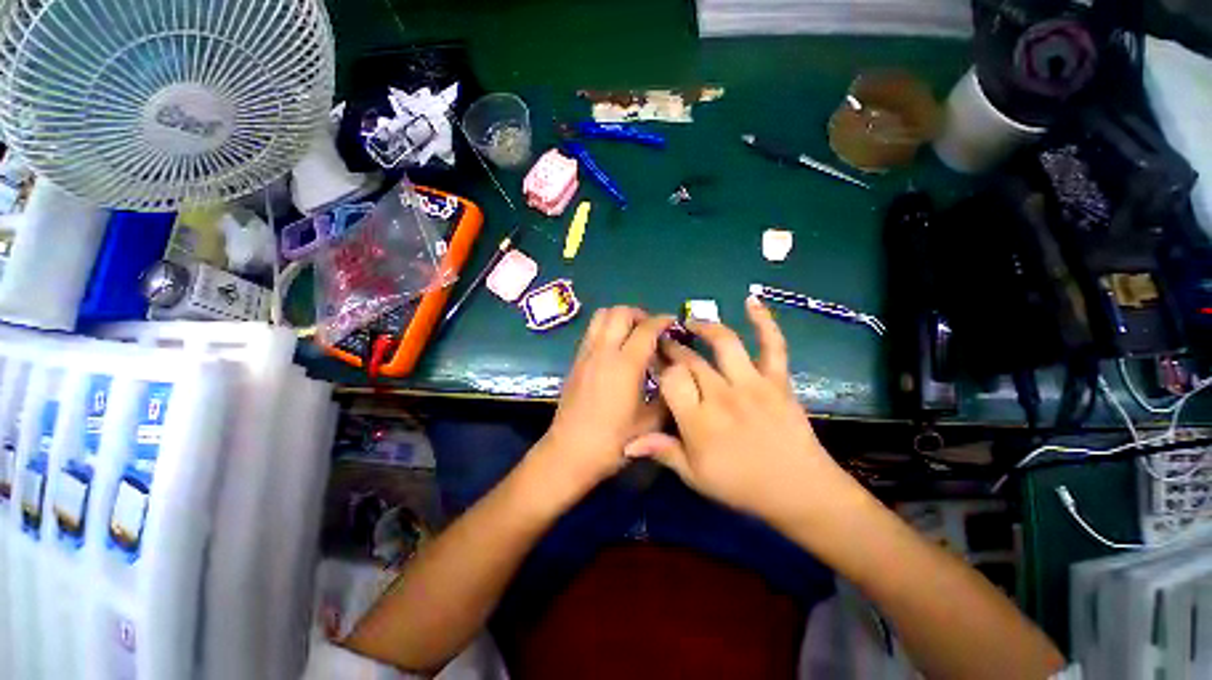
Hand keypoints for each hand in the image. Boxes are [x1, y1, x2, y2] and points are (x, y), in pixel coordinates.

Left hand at [535, 307, 674, 498]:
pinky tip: (615, 348)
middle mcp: (604, 352)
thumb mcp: (649, 424)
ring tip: (632, 333)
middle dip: (639, 314)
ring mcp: (586, 354)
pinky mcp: (575, 361)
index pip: (646, 329)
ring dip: (619, 317)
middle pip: (619, 312)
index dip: (662, 321)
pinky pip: (591, 331)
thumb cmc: (612, 441)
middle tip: (651, 329)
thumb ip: (667, 397)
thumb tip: (675, 379)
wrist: (570, 452)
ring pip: (601, 316)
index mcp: (625, 365)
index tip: (672, 323)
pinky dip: (606, 328)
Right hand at [625, 297, 862, 525]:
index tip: (653, 363)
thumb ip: (662, 452)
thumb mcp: (695, 477)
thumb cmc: (742, 485)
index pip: (671, 379)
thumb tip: (626, 442)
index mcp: (699, 421)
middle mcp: (722, 395)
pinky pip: (773, 345)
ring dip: (704, 327)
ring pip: (724, 343)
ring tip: (690, 322)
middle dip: (673, 347)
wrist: (799, 490)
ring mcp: (753, 384)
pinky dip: (764, 321)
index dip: (659, 367)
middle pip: (691, 359)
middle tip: (664, 342)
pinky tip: (751, 301)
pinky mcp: (778, 381)